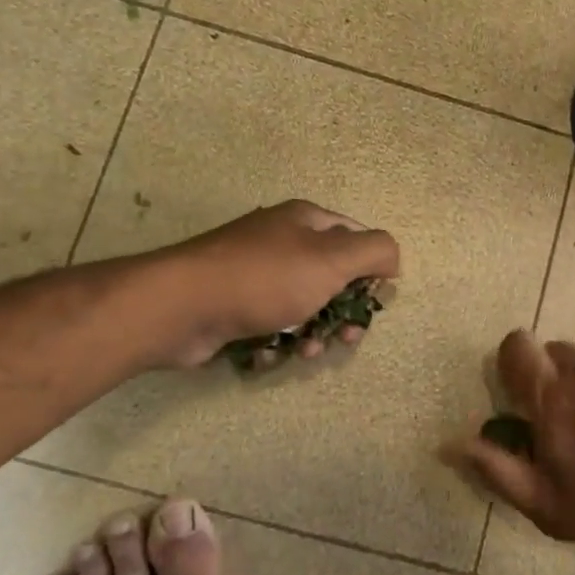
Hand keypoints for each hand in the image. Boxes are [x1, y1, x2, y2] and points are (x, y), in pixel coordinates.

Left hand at [165, 200, 400, 367]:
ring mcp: (254, 274)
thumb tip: (393, 259)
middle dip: (344, 311)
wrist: (182, 306)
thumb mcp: (332, 259)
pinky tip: (270, 353)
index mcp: (305, 221)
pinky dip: (277, 342)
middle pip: (331, 277)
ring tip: (309, 350)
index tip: (372, 301)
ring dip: (314, 333)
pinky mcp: (233, 306)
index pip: (355, 238)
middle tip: (348, 337)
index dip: (370, 270)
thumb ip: (375, 251)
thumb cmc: (265, 278)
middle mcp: (280, 242)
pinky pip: (270, 325)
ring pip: (303, 306)